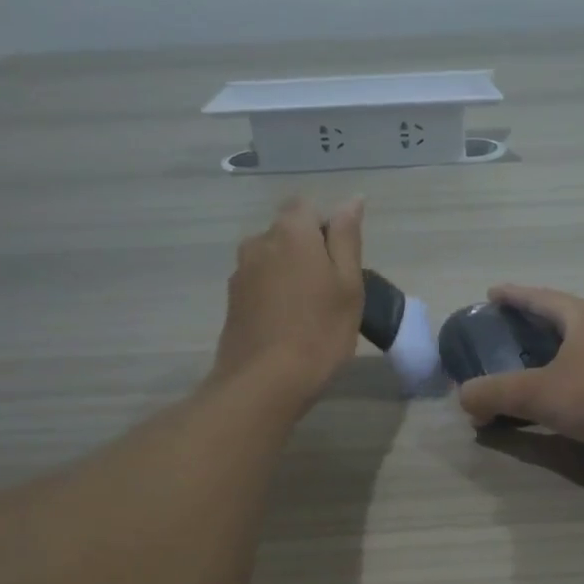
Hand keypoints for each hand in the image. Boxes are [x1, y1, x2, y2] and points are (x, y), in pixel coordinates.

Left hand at [212, 196, 365, 411]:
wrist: (264, 383)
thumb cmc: (319, 332)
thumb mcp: (348, 284)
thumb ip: (347, 238)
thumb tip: (351, 200)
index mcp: (290, 232)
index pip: (306, 206)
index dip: (326, 227)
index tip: (342, 262)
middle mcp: (258, 243)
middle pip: (287, 233)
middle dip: (308, 251)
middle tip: (332, 291)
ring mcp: (240, 273)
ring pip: (272, 260)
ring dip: (290, 275)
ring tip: (310, 311)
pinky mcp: (232, 302)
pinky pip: (260, 285)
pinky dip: (275, 296)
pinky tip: (289, 326)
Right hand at [457, 285, 583, 445]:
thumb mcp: (535, 393)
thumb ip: (494, 393)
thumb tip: (465, 399)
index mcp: (580, 316)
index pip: (539, 298)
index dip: (513, 295)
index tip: (492, 293)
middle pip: (560, 316)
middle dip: (533, 320)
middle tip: (509, 326)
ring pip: (576, 343)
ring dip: (553, 348)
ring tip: (531, 358)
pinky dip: (566, 372)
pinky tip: (559, 387)